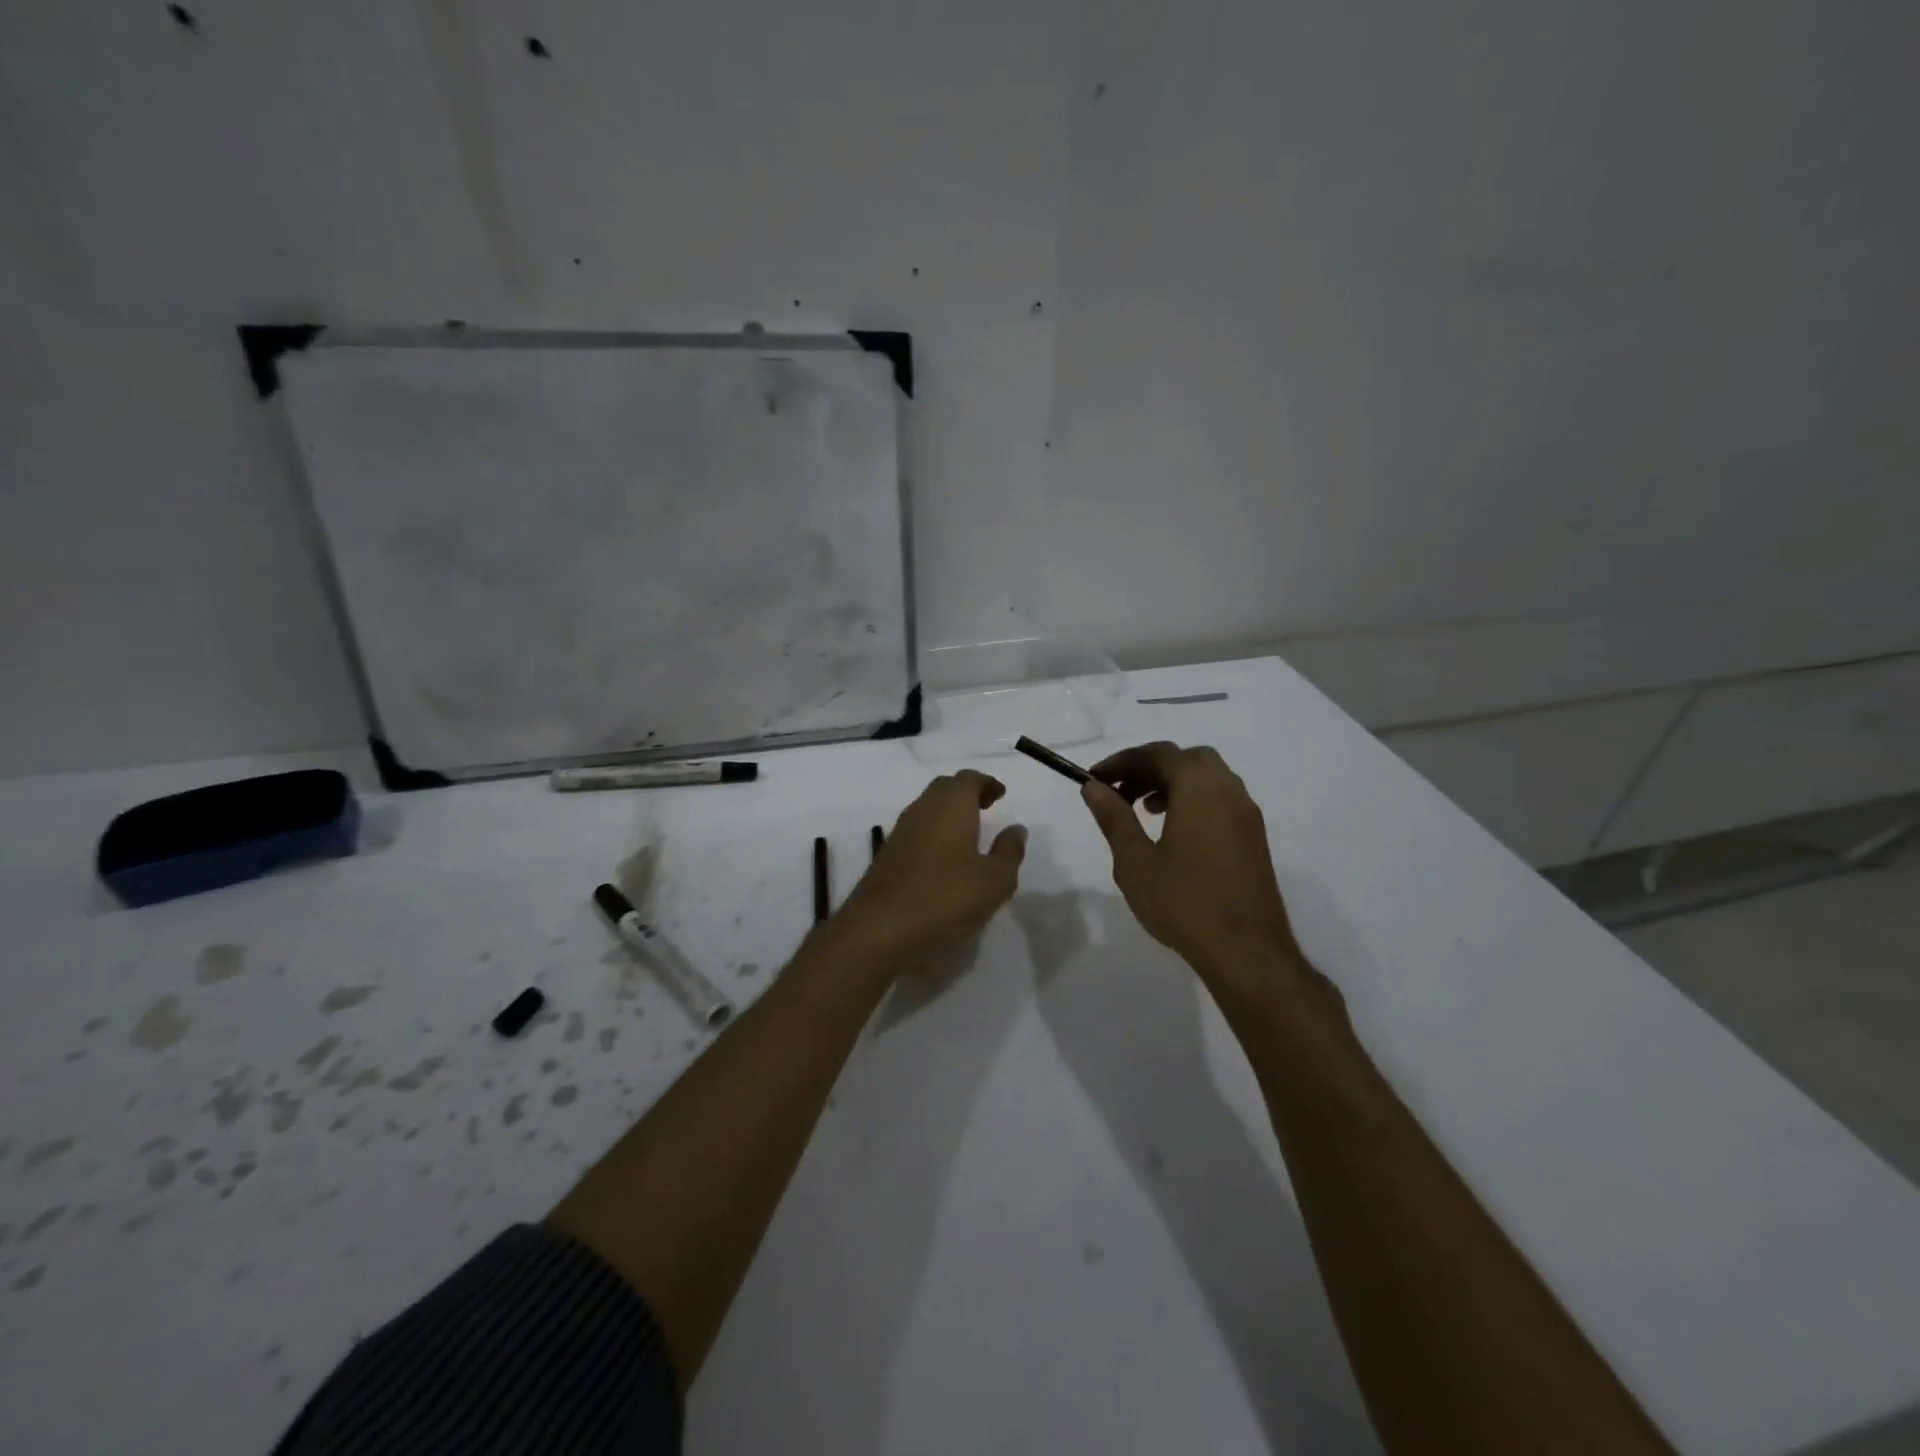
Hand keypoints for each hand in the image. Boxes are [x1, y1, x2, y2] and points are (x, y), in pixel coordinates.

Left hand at [836, 771, 1026, 958]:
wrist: (880, 927)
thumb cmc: (946, 897)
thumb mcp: (994, 880)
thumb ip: (1009, 851)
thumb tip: (1016, 829)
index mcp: (951, 805)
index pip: (969, 779)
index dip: (986, 783)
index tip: (1000, 794)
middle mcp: (923, 809)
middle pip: (945, 788)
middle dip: (966, 793)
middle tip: (986, 807)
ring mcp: (900, 831)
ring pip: (927, 809)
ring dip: (948, 813)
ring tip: (968, 834)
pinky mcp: (887, 854)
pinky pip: (916, 831)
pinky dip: (933, 833)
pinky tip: (944, 859)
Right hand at [1081, 742, 1301, 983]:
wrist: (1247, 951)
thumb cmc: (1184, 902)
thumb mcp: (1135, 861)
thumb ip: (1114, 818)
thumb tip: (1093, 787)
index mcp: (1199, 787)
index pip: (1157, 754)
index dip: (1122, 762)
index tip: (1095, 779)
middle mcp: (1228, 789)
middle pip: (1186, 759)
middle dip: (1149, 768)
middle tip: (1120, 792)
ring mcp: (1247, 813)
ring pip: (1206, 778)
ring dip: (1172, 783)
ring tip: (1143, 810)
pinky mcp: (1254, 836)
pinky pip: (1220, 800)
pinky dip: (1193, 800)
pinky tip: (1173, 833)